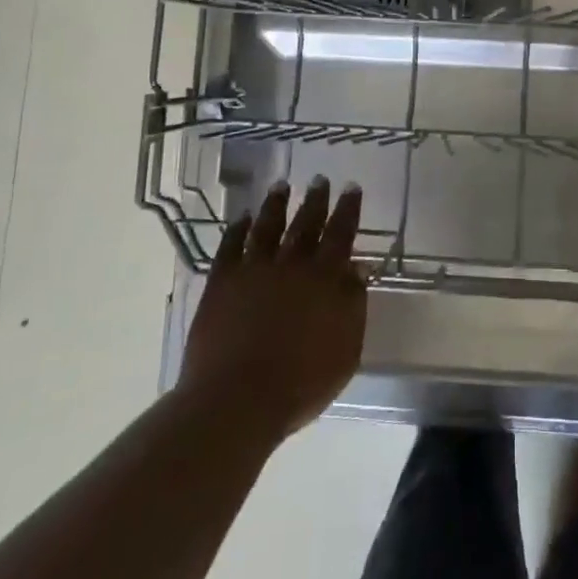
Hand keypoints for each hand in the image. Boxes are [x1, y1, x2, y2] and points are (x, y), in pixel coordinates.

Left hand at [177, 176, 366, 447]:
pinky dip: (237, 229)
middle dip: (315, 199)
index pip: (341, 233)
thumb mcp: (346, 350)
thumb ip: (354, 305)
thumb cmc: (301, 383)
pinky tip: (241, 218)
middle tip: (319, 179)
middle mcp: (291, 264)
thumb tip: (356, 269)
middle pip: (306, 223)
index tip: (351, 187)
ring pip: (267, 226)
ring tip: (280, 186)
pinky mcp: (221, 282)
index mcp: (325, 278)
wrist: (238, 400)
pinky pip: (230, 246)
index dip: (348, 209)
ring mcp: (253, 270)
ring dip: (275, 204)